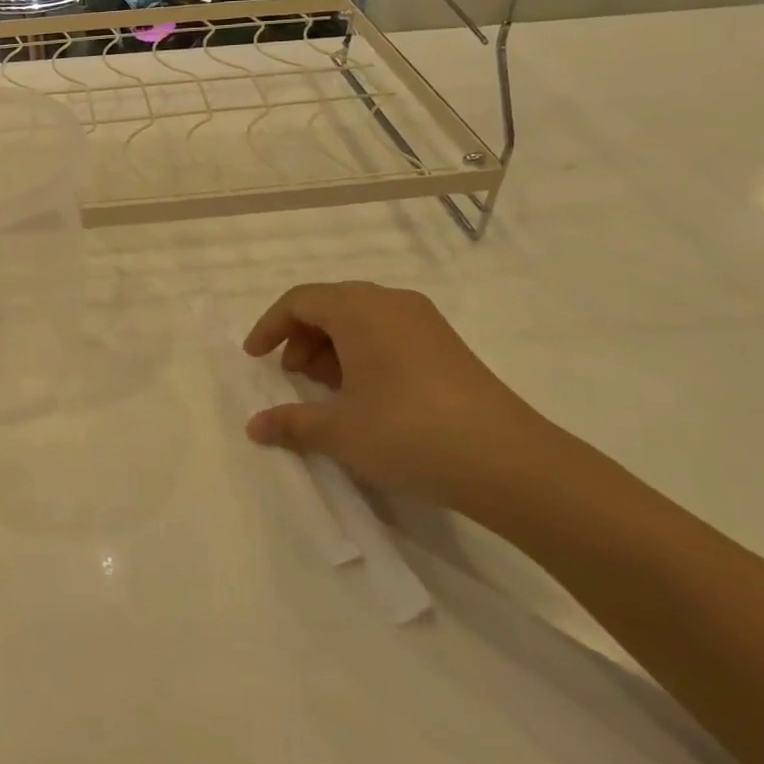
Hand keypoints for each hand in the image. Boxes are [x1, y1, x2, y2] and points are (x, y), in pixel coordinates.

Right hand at [242, 281, 564, 512]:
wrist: (509, 462)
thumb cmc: (408, 433)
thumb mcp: (339, 432)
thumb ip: (291, 423)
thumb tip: (254, 427)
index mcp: (359, 309)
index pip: (299, 301)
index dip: (270, 327)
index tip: (255, 358)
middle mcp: (390, 303)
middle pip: (330, 305)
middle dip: (301, 337)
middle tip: (292, 376)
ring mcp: (424, 322)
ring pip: (361, 319)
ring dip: (332, 346)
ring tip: (327, 390)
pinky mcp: (446, 345)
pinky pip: (388, 332)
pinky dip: (363, 353)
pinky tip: (366, 395)